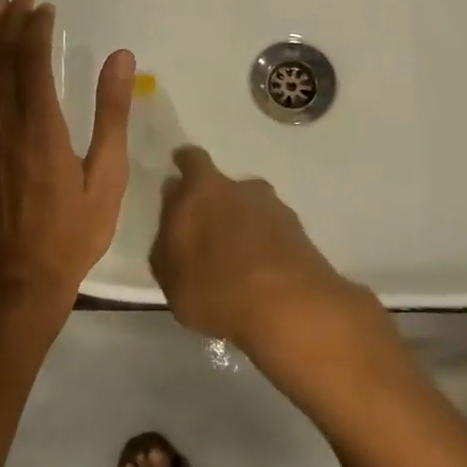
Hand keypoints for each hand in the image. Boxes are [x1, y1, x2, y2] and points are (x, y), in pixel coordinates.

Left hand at [0, 0, 134, 309]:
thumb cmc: (73, 231)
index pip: (32, 62)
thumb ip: (111, 113)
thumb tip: (121, 58)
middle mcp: (3, 125)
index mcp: (40, 127)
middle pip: (2, 60)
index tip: (44, 6)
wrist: (18, 281)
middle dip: (10, 23)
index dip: (36, 29)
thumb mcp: (106, 175)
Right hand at [151, 146, 371, 356]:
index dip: (185, 164)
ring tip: (236, 258)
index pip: (192, 159)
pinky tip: (260, 272)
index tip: (180, 171)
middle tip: (206, 233)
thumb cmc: (214, 286)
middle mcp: (241, 188)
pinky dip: (265, 244)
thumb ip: (167, 236)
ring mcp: (275, 208)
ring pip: (252, 208)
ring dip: (243, 225)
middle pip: (225, 186)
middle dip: (215, 203)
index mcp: (204, 189)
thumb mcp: (169, 273)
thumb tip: (174, 209)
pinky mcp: (300, 232)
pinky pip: (273, 231)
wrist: (288, 306)